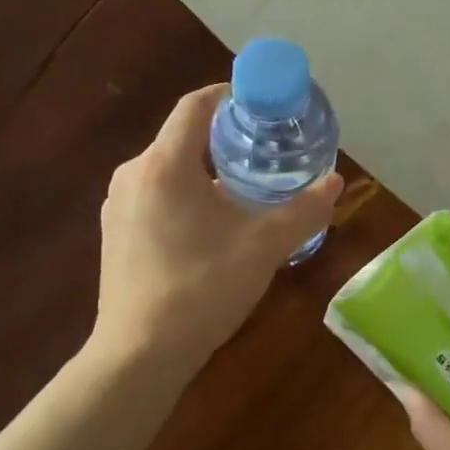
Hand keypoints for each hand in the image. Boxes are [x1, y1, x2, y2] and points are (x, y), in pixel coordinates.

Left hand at [92, 84, 342, 372]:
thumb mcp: (264, 246)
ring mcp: (117, 204)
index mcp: (164, 164)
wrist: (140, 353)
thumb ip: (304, 210)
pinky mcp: (114, 232)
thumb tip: (335, 182)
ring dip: (207, 171)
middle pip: (184, 137)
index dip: (231, 96)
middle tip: (266, 153)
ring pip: (169, 169)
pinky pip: (155, 195)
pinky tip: (211, 226)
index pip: (196, 105)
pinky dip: (186, 195)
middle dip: (226, 139)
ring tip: (245, 190)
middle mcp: (133, 174)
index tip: (264, 106)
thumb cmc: (202, 289)